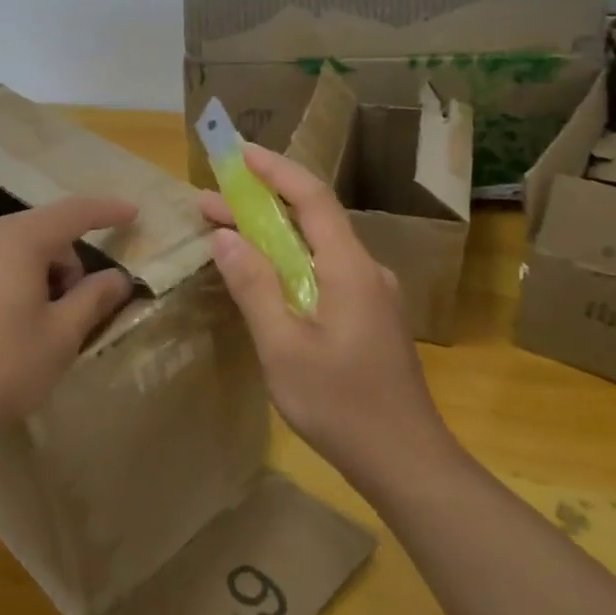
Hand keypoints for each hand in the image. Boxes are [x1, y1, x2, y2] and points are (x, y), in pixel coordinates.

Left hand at [0, 196, 136, 473]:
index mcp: (16, 239)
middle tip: (70, 314)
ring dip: (31, 276)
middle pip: (37, 234)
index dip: (106, 211)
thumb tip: (117, 278)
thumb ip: (93, 300)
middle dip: (64, 264)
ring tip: (29, 328)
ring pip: (6, 251)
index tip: (132, 213)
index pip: (73, 212)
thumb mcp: (58, 339)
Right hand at [201, 144, 450, 492]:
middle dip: (260, 204)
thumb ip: (255, 287)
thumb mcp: (284, 348)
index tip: (238, 153)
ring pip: (317, 247)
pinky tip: (264, 277)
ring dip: (272, 235)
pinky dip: (289, 262)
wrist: (406, 461)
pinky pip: (325, 271)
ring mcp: (371, 293)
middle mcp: (365, 269)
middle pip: (312, 219)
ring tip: (226, 233)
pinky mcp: (369, 315)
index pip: (312, 198)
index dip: (275, 170)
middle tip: (209, 202)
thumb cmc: (340, 405)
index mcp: (349, 268)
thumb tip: (225, 237)